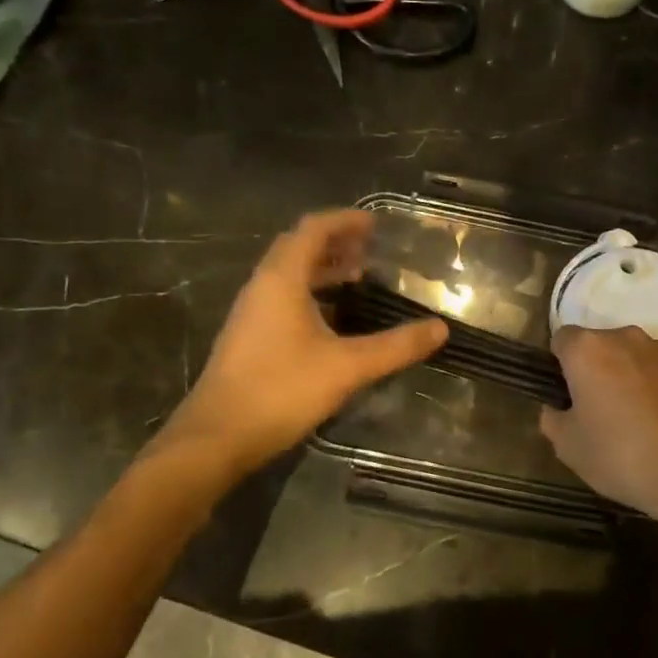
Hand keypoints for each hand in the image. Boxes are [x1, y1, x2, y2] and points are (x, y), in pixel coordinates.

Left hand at [144, 210, 445, 482]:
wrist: (216, 438)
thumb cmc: (281, 390)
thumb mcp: (347, 367)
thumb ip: (396, 346)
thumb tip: (440, 328)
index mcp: (281, 279)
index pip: (313, 229)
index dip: (344, 220)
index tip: (376, 223)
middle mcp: (262, 287)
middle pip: (298, 247)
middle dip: (335, 242)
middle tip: (371, 249)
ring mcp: (251, 312)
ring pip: (289, 274)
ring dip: (322, 268)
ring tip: (358, 278)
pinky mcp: (249, 336)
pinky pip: (282, 297)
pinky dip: (311, 292)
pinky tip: (333, 318)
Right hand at [539, 326, 657, 536]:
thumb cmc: (624, 457)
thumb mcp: (569, 449)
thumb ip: (553, 419)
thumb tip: (558, 408)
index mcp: (588, 350)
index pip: (562, 339)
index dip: (561, 365)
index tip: (569, 394)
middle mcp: (628, 337)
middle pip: (603, 345)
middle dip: (600, 370)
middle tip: (603, 412)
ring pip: (640, 356)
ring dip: (636, 377)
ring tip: (645, 420)